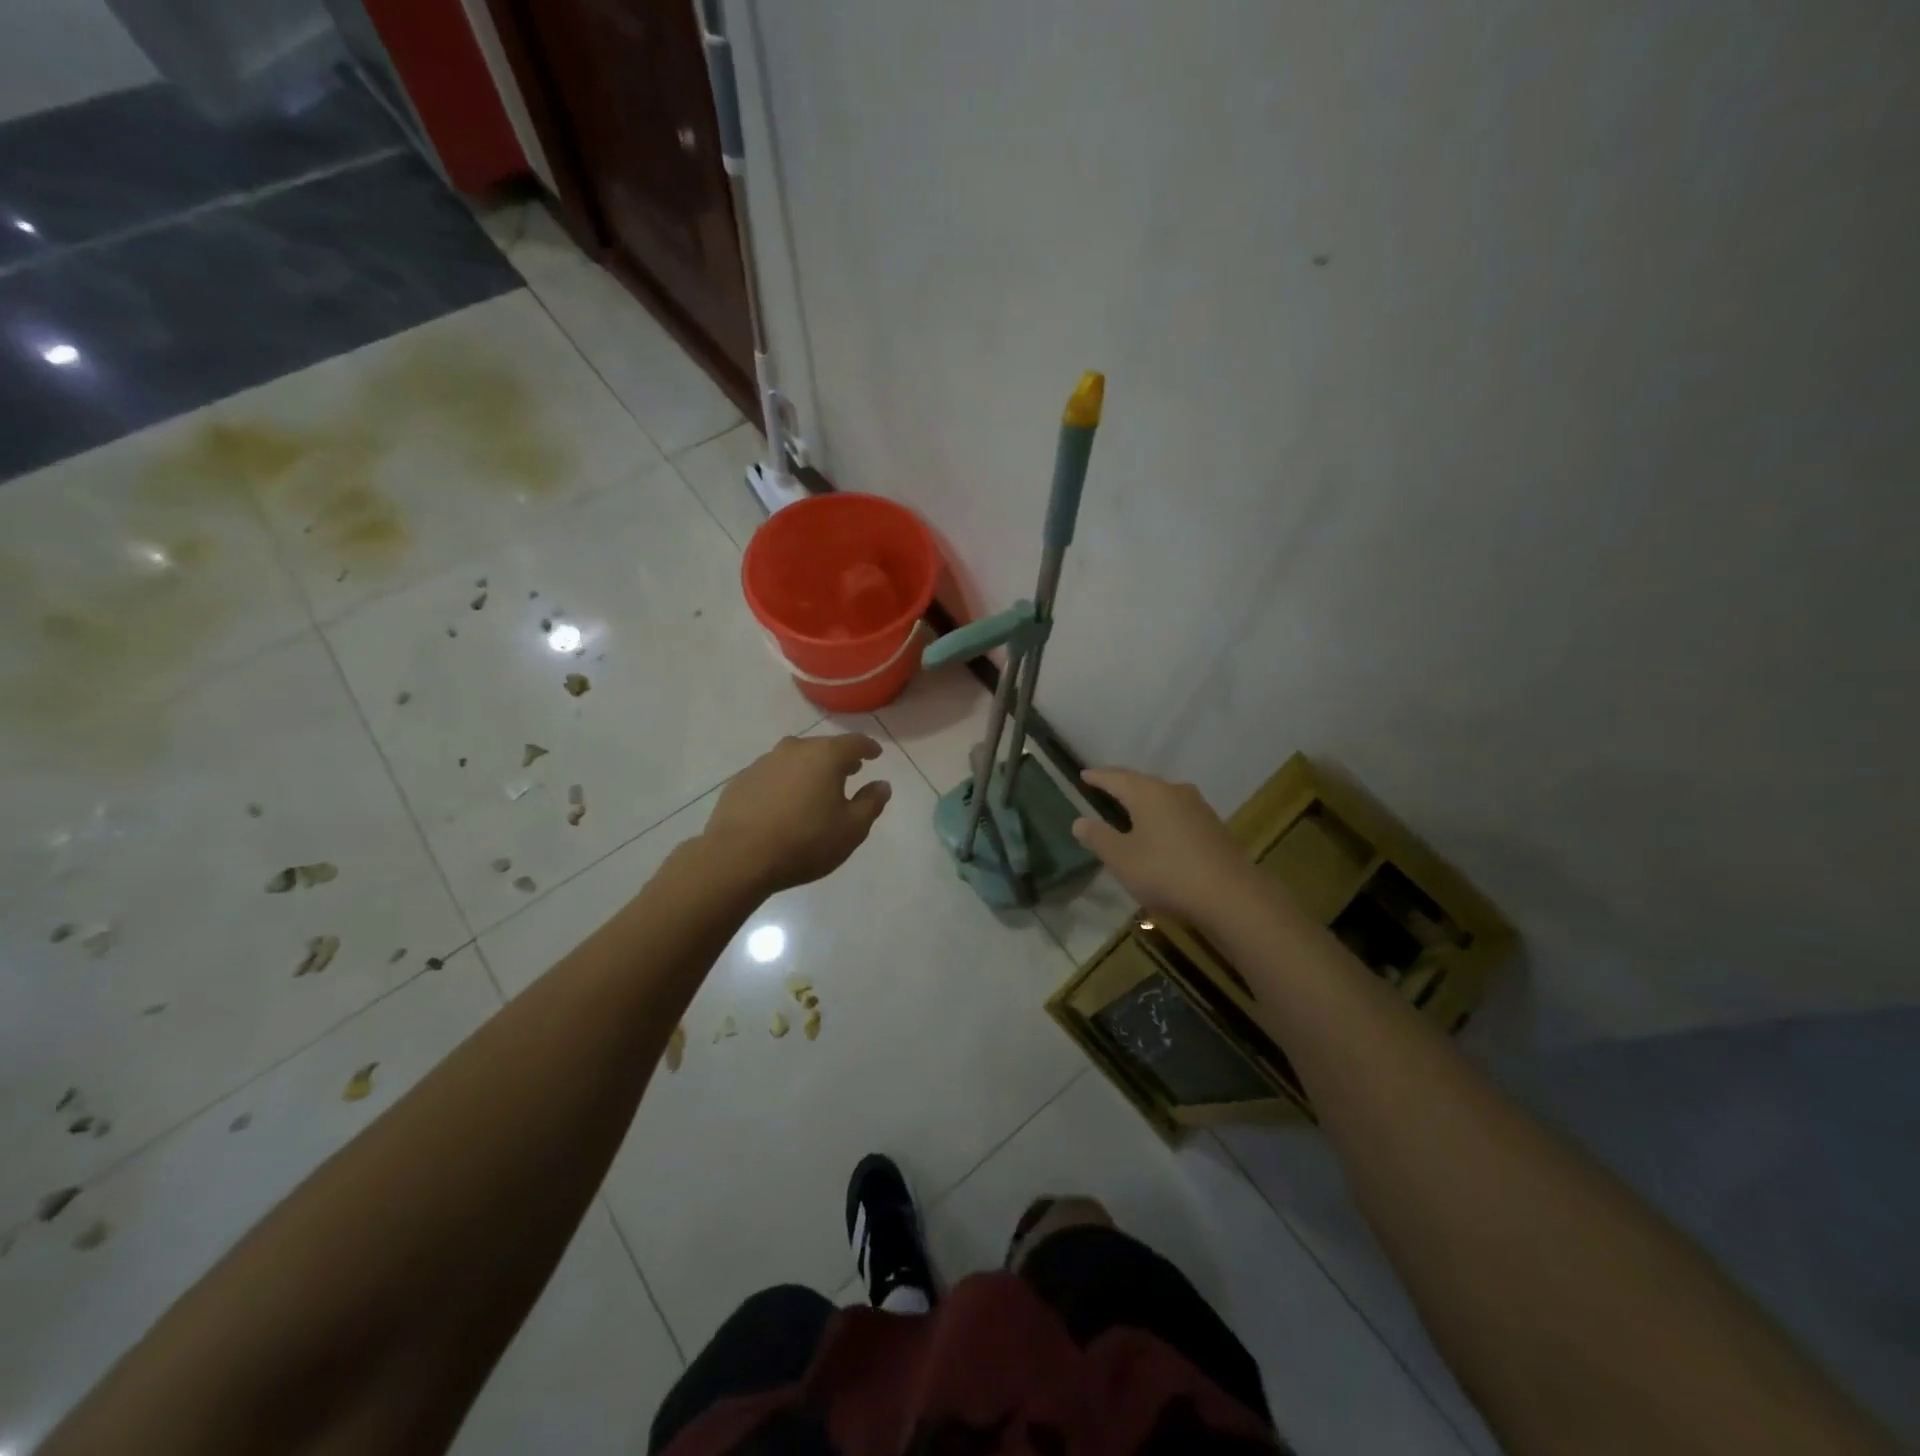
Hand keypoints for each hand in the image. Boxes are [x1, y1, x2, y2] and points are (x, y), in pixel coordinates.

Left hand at [703, 733, 891, 894]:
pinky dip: (784, 782)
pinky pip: (772, 774)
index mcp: (825, 756)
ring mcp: (763, 763)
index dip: (868, 748)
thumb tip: (882, 784)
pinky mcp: (741, 780)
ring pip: (795, 758)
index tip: (875, 755)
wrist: (738, 858)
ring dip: (809, 768)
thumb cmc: (805, 842)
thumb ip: (871, 803)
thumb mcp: (851, 829)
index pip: (854, 742)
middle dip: (838, 758)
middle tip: (849, 771)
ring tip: (816, 788)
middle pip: (822, 747)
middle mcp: (794, 749)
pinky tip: (784, 803)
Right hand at [1070, 768, 1253, 924]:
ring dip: (1145, 803)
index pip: (1116, 777)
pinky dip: (1163, 819)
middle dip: (1123, 786)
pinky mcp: (1214, 828)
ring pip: (1164, 798)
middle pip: (1142, 783)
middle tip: (1106, 789)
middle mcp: (1174, 792)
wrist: (1231, 896)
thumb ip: (1098, 837)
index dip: (1098, 777)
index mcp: (1148, 793)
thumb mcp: (1121, 858)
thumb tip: (1079, 821)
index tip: (1084, 774)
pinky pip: (1178, 815)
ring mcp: (1199, 809)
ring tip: (1131, 811)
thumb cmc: (1166, 872)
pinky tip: (1160, 834)